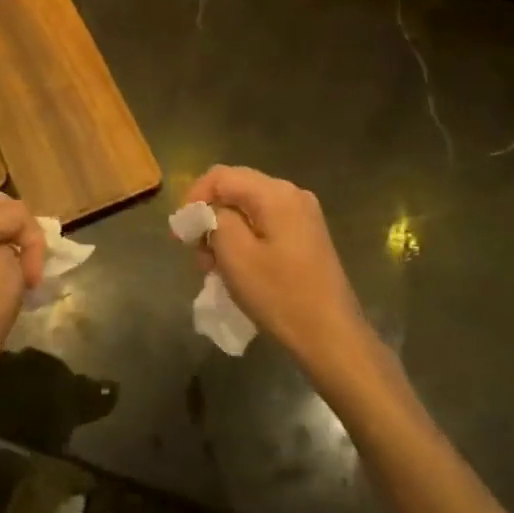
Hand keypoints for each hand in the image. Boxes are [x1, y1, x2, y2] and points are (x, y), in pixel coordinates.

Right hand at [183, 166, 375, 381]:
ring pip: (248, 210)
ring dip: (224, 233)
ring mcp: (303, 216)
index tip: (182, 232)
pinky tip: (236, 269)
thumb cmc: (280, 295)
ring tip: (213, 268)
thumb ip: (215, 220)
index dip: (194, 197)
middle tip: (195, 254)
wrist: (331, 336)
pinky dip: (244, 241)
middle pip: (236, 190)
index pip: (221, 176)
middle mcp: (292, 194)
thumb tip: (209, 211)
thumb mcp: (235, 255)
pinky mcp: (307, 237)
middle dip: (209, 217)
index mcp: (276, 193)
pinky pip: (265, 226)